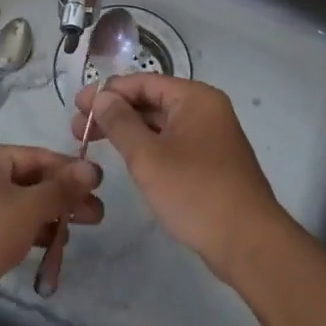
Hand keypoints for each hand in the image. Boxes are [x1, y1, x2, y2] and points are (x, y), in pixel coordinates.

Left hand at [0, 144, 103, 316]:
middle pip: (27, 182)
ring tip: (73, 237)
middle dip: (61, 199)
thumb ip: (61, 189)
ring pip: (16, 208)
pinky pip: (2, 229)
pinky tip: (45, 250)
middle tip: (95, 217)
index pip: (37, 157)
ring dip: (46, 220)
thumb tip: (91, 168)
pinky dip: (25, 236)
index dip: (69, 170)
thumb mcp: (27, 207)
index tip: (99, 186)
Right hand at [74, 75, 288, 281]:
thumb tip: (102, 97)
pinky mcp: (211, 162)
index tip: (76, 107)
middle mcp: (206, 110)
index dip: (107, 92)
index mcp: (195, 98)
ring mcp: (211, 136)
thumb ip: (120, 123)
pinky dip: (147, 146)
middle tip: (78, 128)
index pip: (143, 82)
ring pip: (161, 124)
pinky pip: (172, 143)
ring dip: (128, 130)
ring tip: (93, 143)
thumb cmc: (196, 192)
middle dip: (114, 112)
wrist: (249, 243)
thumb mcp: (148, 157)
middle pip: (152, 101)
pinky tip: (127, 158)